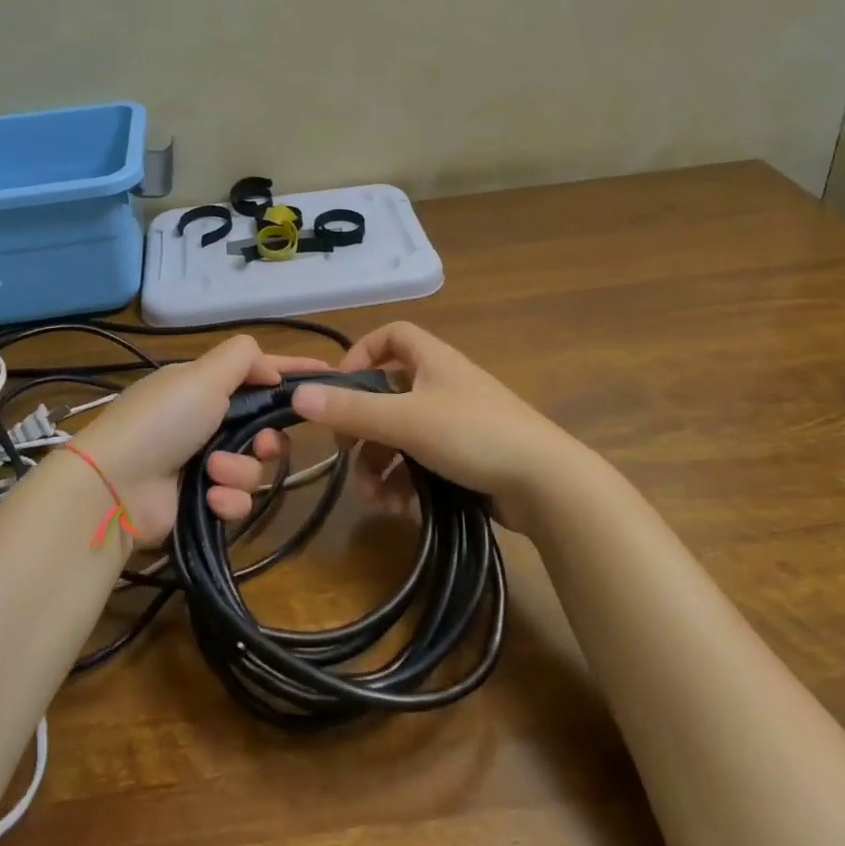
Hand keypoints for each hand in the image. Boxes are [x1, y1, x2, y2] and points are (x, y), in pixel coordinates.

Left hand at [70, 335, 326, 545]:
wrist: (113, 487)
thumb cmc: (162, 421)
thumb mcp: (202, 375)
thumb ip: (243, 358)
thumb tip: (273, 368)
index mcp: (202, 387)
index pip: (256, 372)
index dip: (291, 372)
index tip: (330, 376)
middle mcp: (204, 422)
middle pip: (262, 426)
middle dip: (268, 437)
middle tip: (263, 444)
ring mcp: (201, 463)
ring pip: (253, 466)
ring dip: (240, 469)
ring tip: (214, 472)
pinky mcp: (200, 502)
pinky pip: (236, 499)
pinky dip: (227, 499)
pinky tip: (211, 499)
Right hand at [288, 321, 594, 530]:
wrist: (547, 483)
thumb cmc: (473, 434)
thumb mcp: (405, 420)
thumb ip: (351, 409)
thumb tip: (297, 395)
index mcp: (433, 361)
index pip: (392, 336)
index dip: (362, 354)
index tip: (339, 386)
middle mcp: (445, 385)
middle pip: (390, 394)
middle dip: (364, 427)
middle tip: (346, 453)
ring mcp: (459, 423)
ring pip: (404, 435)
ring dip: (381, 464)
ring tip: (372, 496)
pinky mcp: (470, 459)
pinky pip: (425, 462)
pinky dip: (407, 481)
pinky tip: (399, 509)